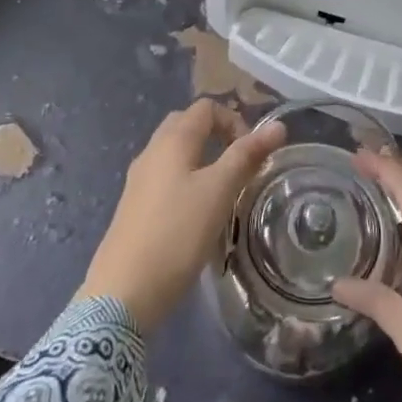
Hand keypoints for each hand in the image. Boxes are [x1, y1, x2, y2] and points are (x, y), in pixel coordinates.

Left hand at [79, 100, 285, 334]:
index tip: (251, 153)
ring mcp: (139, 180)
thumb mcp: (219, 191)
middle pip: (186, 125)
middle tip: (238, 165)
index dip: (233, 121)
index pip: (206, 108)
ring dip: (202, 159)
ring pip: (174, 153)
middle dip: (216, 135)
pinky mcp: (134, 207)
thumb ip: (247, 155)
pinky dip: (186, 181)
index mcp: (172, 140)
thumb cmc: (177, 233)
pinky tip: (196, 213)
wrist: (123, 293)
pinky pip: (165, 178)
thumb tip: (278, 126)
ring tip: (222, 190)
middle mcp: (151, 152)